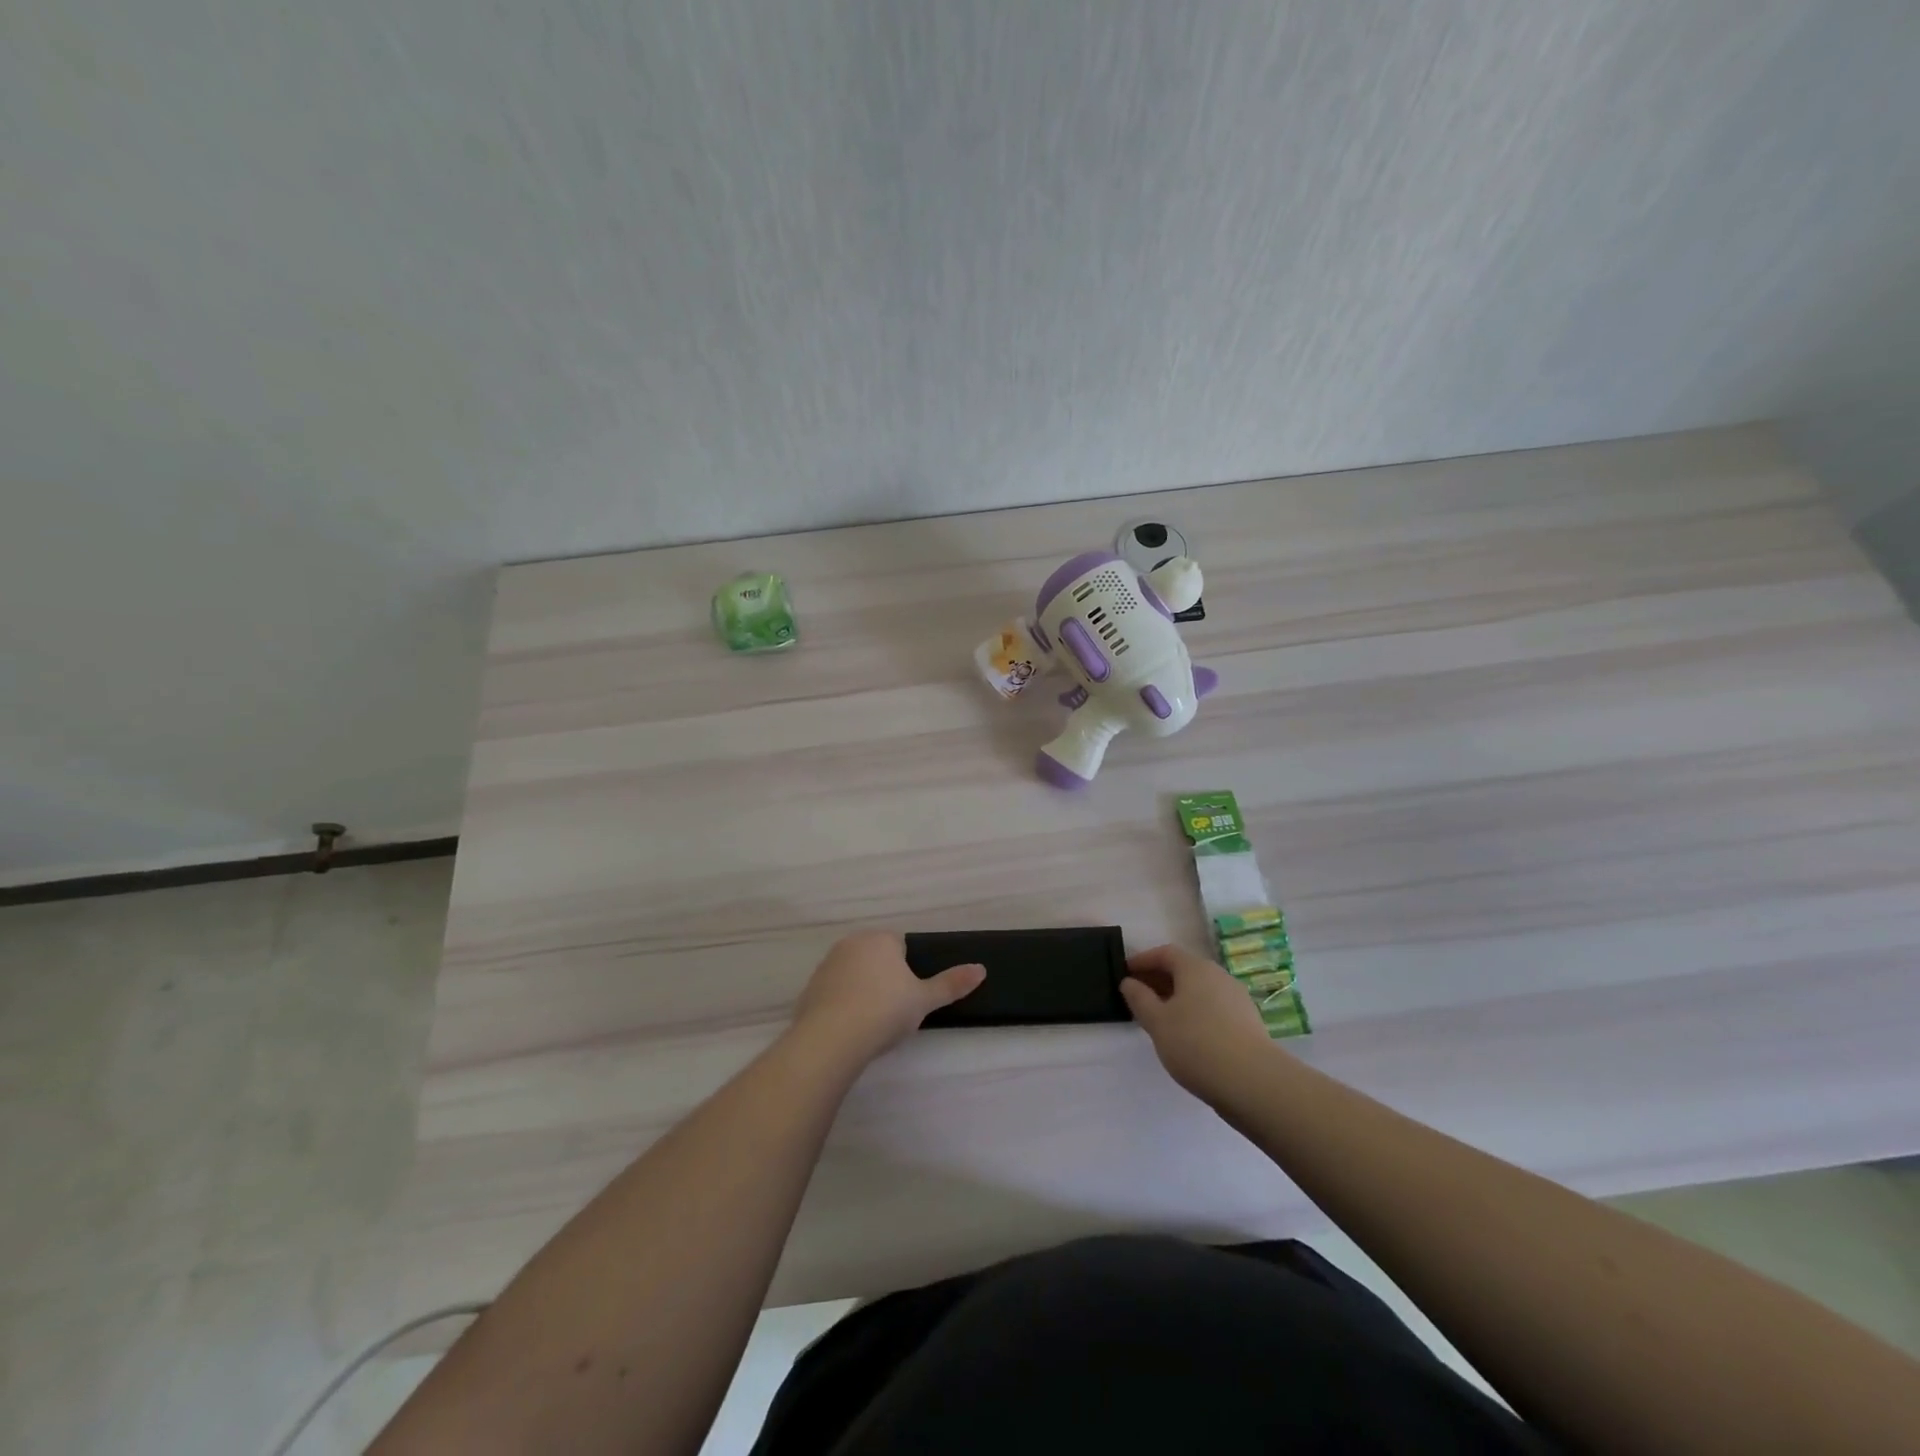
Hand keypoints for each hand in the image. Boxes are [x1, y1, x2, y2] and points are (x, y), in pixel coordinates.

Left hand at [791, 931, 984, 1065]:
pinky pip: (834, 992)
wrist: (831, 1038)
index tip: (910, 995)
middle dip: (885, 977)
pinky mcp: (810, 988)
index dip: (908, 970)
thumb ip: (952, 984)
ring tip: (871, 1022)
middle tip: (895, 1009)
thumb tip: (982, 969)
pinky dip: (842, 1004)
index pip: (901, 945)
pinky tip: (849, 1028)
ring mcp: (827, 964)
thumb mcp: (924, 1000)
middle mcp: (851, 943)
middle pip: (876, 957)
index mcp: (881, 939)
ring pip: (854, 973)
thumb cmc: (885, 1011)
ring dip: (863, 989)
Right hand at [1121, 944, 1277, 1105]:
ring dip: (1177, 997)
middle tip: (1138, 996)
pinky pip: (1213, 1007)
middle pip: (1184, 969)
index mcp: (1195, 968)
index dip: (1143, 960)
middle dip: (1159, 979)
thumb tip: (1129, 982)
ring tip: (1160, 1018)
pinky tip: (1187, 1035)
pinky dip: (1195, 1012)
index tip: (1125, 973)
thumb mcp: (1157, 1022)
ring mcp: (1237, 999)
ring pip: (1200, 990)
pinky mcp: (1248, 1022)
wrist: (1254, 1082)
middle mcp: (1218, 976)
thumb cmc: (1196, 1044)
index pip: (1165, 953)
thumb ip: (1139, 999)